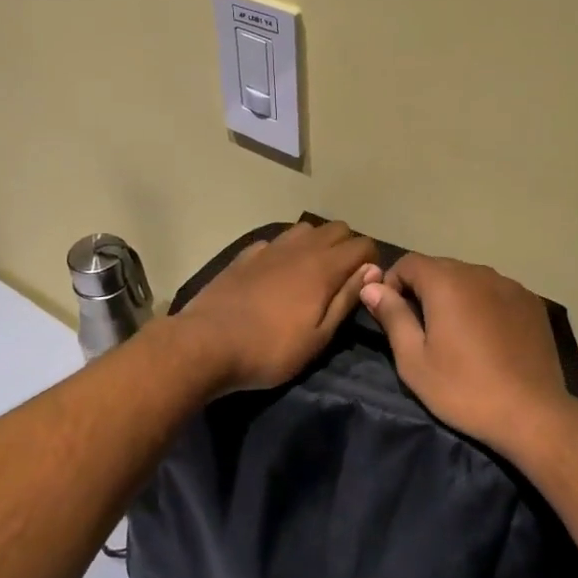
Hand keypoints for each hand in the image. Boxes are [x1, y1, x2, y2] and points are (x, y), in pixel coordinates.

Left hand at [175, 221, 381, 394]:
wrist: (206, 344)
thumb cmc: (270, 349)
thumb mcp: (318, 337)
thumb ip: (346, 299)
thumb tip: (371, 270)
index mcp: (324, 267)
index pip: (363, 245)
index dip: (371, 262)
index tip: (366, 286)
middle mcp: (300, 248)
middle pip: (337, 228)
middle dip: (347, 247)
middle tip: (342, 278)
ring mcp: (270, 247)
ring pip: (306, 229)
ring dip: (317, 244)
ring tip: (311, 273)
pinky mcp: (246, 255)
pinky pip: (276, 241)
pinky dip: (285, 251)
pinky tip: (277, 273)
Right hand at [361, 253, 577, 456]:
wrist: (532, 414)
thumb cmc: (464, 388)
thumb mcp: (414, 360)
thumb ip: (392, 316)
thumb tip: (370, 287)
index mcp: (446, 281)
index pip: (408, 262)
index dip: (392, 283)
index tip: (391, 315)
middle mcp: (479, 272)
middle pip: (440, 268)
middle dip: (423, 290)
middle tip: (421, 330)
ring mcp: (510, 285)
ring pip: (470, 279)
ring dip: (455, 296)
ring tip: (456, 334)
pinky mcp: (531, 302)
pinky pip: (496, 292)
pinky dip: (484, 304)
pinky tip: (488, 337)